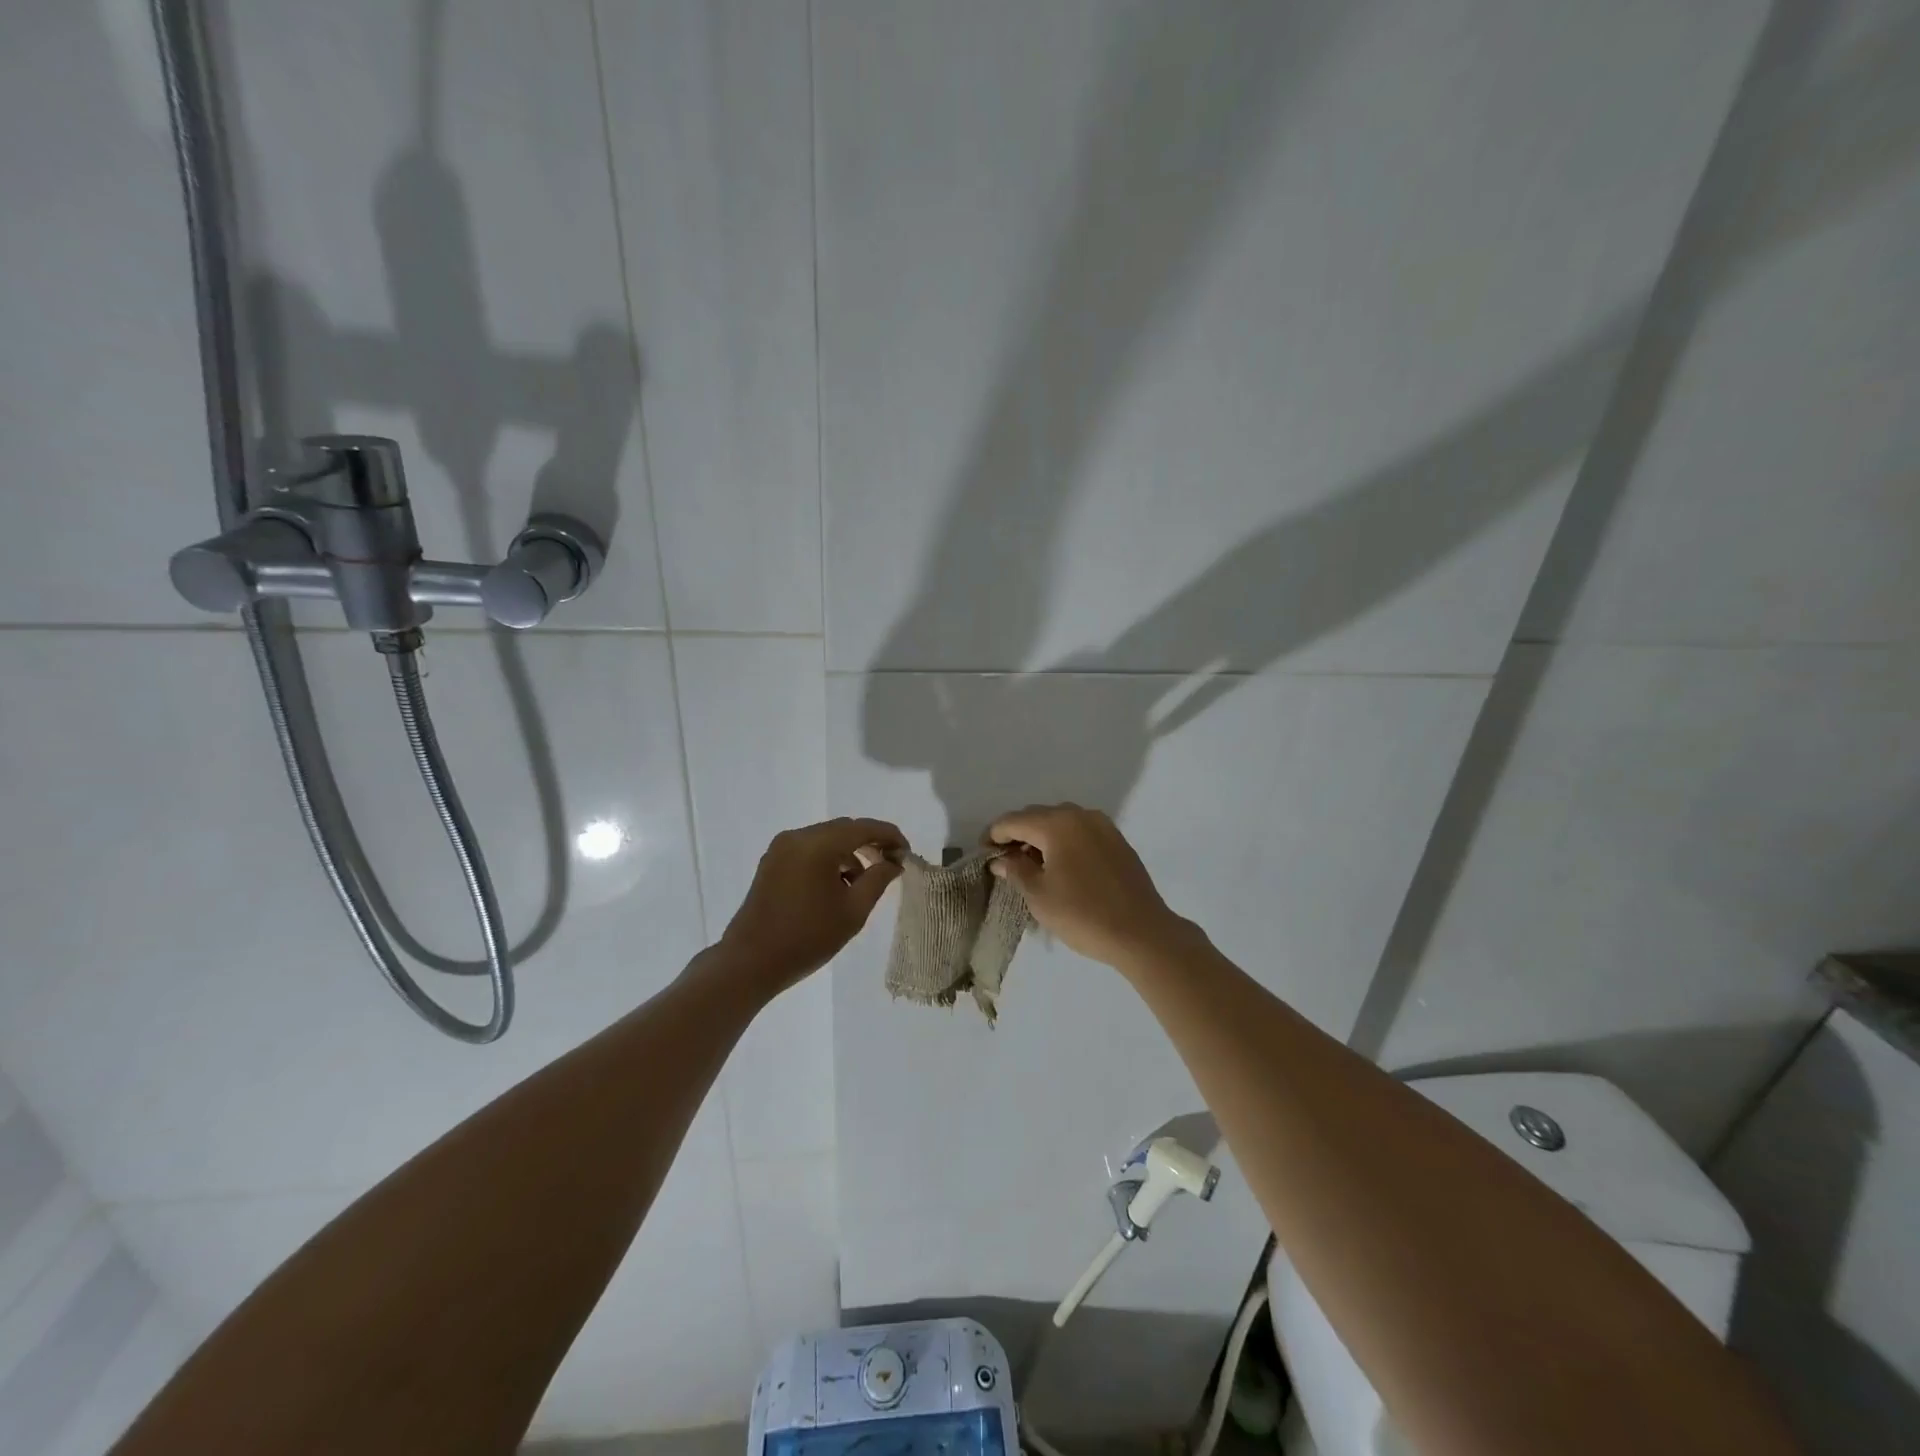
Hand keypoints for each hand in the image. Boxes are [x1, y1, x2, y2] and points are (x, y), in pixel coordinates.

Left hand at [719, 818, 905, 994]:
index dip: (890, 836)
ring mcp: (781, 848)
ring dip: (849, 852)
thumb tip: (894, 862)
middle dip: (870, 843)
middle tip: (892, 865)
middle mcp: (798, 837)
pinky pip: (810, 849)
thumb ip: (878, 879)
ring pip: (827, 838)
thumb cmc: (807, 938)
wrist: (750, 962)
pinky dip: (829, 859)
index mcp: (818, 845)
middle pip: (844, 829)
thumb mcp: (853, 911)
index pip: (863, 828)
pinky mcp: (772, 861)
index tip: (907, 853)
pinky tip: (838, 885)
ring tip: (864, 882)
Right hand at [987, 804, 1194, 969]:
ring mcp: (1103, 826)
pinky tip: (1059, 865)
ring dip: (1041, 836)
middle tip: (1003, 859)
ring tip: (1030, 864)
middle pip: (1038, 816)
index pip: (1014, 820)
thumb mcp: (1039, 895)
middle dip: (1017, 833)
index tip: (982, 852)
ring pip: (1061, 822)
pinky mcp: (1117, 841)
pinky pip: (1080, 831)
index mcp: (1057, 824)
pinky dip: (1063, 841)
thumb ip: (1016, 870)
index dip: (994, 834)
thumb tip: (1001, 859)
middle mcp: (1080, 815)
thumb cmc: (1083, 914)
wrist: (1142, 933)